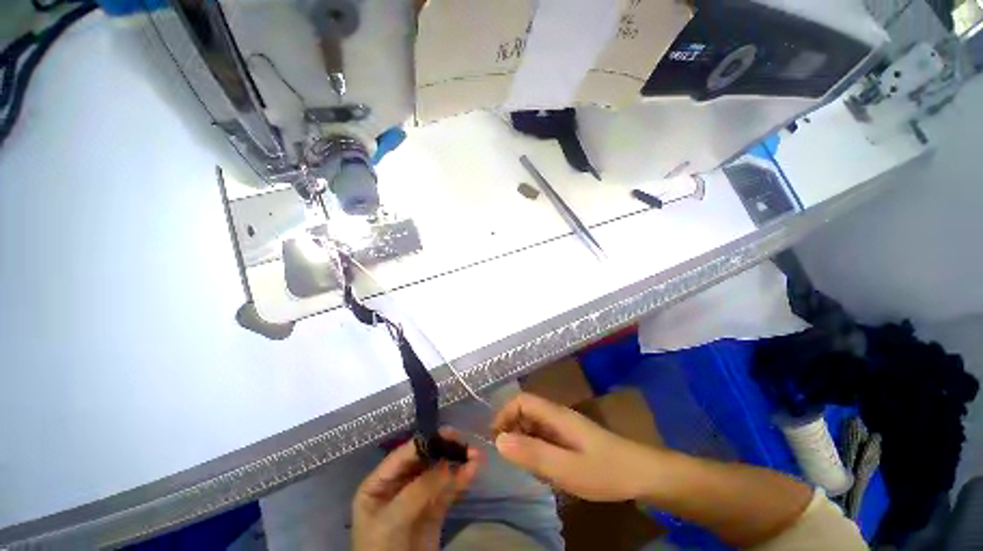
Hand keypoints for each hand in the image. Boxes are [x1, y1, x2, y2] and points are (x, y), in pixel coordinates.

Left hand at [352, 430, 481, 550]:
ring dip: (458, 463)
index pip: (405, 454)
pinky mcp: (434, 510)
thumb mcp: (393, 519)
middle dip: (446, 451)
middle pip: (425, 460)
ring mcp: (418, 497)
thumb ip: (419, 490)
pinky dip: (461, 480)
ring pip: (440, 473)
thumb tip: (448, 463)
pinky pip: (448, 490)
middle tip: (467, 444)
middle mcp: (399, 485)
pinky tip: (472, 472)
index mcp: (380, 482)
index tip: (449, 433)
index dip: (426, 441)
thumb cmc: (382, 549)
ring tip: (476, 457)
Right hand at [491, 392, 659, 501]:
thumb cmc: (605, 471)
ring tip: (530, 469)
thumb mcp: (566, 468)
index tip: (496, 440)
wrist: (642, 475)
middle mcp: (557, 415)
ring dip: (525, 443)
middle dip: (512, 431)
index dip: (504, 414)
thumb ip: (532, 454)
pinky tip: (546, 471)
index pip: (521, 400)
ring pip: (534, 425)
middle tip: (513, 461)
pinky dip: (538, 450)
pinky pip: (545, 437)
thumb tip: (499, 441)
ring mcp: (565, 426)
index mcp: (555, 415)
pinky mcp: (571, 438)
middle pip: (525, 411)